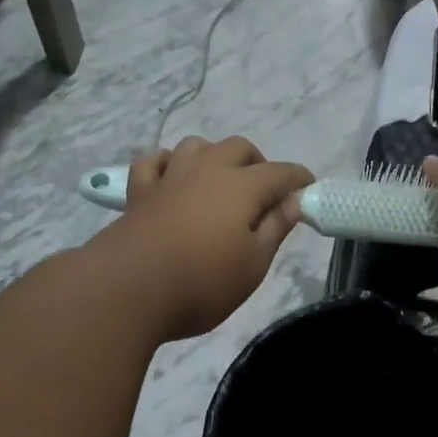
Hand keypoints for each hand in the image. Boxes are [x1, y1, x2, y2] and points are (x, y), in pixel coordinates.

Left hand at [97, 136, 313, 341]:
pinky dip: (168, 164)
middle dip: (258, 163)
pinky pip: (154, 162)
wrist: (128, 290)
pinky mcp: (138, 192)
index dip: (298, 179)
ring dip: (214, 156)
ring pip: (196, 146)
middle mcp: (207, 170)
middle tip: (264, 193)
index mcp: (241, 187)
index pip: (280, 173)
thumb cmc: (202, 283)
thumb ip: (275, 229)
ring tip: (219, 182)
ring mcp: (169, 177)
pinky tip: (172, 179)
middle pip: (238, 148)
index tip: (309, 190)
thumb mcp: (253, 265)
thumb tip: (293, 202)